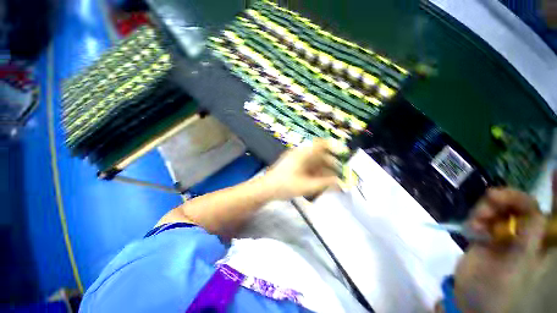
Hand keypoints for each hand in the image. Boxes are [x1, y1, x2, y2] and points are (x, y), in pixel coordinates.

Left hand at [262, 139, 341, 199]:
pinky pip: (307, 165)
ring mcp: (295, 158)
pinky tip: (318, 180)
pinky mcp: (293, 164)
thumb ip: (326, 184)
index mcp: (304, 154)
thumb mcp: (307, 186)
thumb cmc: (286, 186)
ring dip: (323, 169)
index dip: (333, 147)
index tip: (342, 155)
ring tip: (330, 180)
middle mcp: (300, 153)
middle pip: (319, 154)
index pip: (321, 144)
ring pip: (314, 160)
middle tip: (338, 174)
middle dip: (330, 164)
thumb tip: (341, 182)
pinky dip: (315, 171)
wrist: (266, 188)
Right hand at [454, 188, 545, 312]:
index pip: (556, 214)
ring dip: (488, 209)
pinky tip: (472, 228)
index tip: (554, 169)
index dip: (556, 192)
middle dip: (510, 198)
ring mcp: (507, 236)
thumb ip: (530, 237)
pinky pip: (483, 218)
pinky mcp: (487, 236)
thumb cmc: (501, 291)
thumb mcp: (518, 265)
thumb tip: (536, 210)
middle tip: (492, 197)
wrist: (472, 301)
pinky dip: (476, 219)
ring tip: (478, 220)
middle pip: (525, 206)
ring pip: (501, 210)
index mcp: (542, 243)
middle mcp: (528, 236)